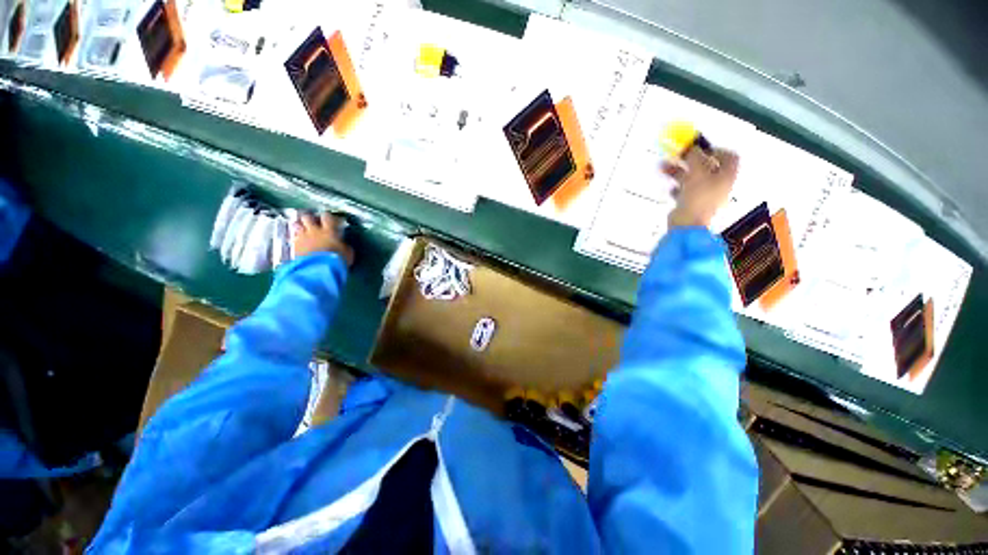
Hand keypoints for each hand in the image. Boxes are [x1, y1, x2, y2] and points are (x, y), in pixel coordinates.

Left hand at [293, 211, 354, 265]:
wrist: (319, 269)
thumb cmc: (337, 260)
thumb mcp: (348, 253)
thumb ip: (344, 245)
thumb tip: (343, 244)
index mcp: (329, 231)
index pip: (327, 217)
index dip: (328, 217)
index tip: (330, 219)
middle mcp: (314, 231)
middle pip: (307, 217)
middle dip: (309, 218)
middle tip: (312, 222)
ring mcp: (302, 237)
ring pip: (296, 225)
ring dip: (299, 226)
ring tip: (302, 229)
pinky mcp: (294, 246)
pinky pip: (292, 238)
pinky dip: (295, 238)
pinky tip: (298, 242)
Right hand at [663, 147, 738, 228]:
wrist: (686, 223)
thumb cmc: (697, 197)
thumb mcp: (697, 172)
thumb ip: (695, 157)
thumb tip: (693, 147)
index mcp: (726, 176)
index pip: (730, 157)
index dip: (717, 150)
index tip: (702, 148)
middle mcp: (718, 184)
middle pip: (708, 166)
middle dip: (691, 160)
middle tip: (679, 155)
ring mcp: (704, 194)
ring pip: (693, 178)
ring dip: (679, 171)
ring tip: (664, 168)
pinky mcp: (691, 203)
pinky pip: (685, 190)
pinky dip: (677, 186)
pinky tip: (670, 187)